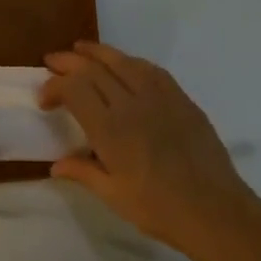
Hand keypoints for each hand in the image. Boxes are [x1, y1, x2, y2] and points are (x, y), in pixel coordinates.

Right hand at [40, 41, 260, 253]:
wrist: (215, 211)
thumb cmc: (159, 209)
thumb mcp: (113, 195)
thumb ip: (83, 172)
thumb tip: (55, 165)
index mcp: (110, 129)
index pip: (74, 89)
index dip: (54, 86)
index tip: (45, 100)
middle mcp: (132, 104)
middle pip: (94, 69)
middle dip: (68, 62)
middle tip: (52, 61)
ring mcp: (160, 98)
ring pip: (123, 61)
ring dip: (98, 52)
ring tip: (81, 50)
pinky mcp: (181, 99)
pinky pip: (151, 70)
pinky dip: (130, 61)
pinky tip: (124, 64)